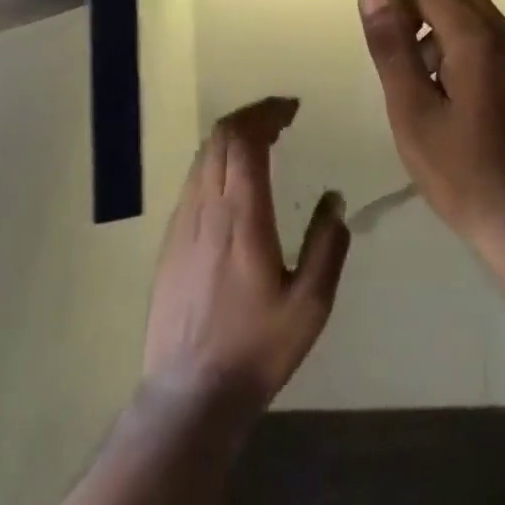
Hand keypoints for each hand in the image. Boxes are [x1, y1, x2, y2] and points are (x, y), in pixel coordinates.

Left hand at [141, 97, 350, 422]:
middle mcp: (208, 206)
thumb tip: (334, 199)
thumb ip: (326, 247)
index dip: (267, 113)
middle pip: (222, 136)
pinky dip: (217, 160)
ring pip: (204, 154)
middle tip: (281, 118)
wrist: (188, 396)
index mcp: (242, 215)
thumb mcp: (310, 306)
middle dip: (252, 115)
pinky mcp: (171, 240)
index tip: (291, 108)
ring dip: (233, 135)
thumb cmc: (255, 348)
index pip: (245, 139)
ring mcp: (183, 221)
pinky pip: (194, 178)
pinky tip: (234, 180)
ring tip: (261, 141)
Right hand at [358, 0, 504, 257]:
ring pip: (472, 7)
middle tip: (403, 59)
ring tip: (426, 84)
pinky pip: (489, 32)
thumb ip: (391, 47)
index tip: (388, 46)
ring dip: (441, 25)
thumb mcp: (411, 112)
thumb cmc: (460, 173)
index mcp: (477, 38)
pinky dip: (463, 41)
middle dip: (420, 7)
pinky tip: (452, 93)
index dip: (399, 3)